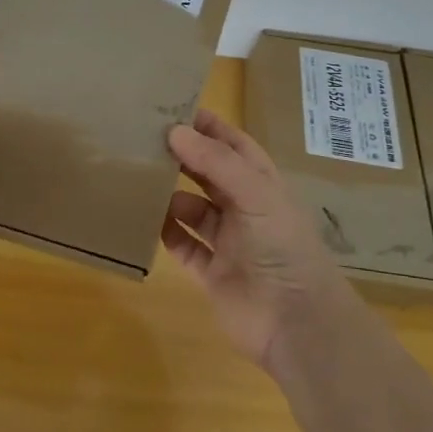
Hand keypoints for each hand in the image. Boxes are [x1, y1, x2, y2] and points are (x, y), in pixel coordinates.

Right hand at [162, 109, 355, 367]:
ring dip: (169, 196)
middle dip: (182, 157)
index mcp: (262, 185)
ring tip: (137, 179)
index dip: (208, 127)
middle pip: (208, 174)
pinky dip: (165, 233)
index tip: (173, 109)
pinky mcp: (211, 272)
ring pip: (192, 209)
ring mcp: (227, 242)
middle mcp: (244, 208)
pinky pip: (183, 245)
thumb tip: (175, 131)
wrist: (296, 323)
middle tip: (144, 140)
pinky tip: (143, 219)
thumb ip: (216, 162)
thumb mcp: (256, 195)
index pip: (233, 146)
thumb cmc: (282, 248)